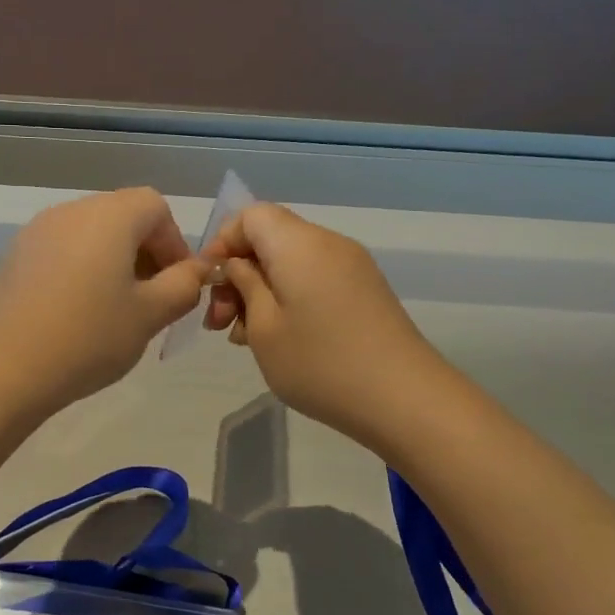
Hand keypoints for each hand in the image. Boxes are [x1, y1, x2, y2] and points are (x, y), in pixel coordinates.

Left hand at [0, 188, 207, 418]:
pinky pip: (57, 252)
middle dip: (143, 252)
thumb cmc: (89, 338)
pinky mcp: (10, 258)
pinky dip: (76, 271)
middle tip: (149, 299)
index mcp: (109, 216)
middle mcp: (69, 211)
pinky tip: (71, 315)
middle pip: (120, 216)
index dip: (174, 242)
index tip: (175, 283)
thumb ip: (183, 286)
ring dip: (110, 261)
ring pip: (87, 235)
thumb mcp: (150, 315)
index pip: (155, 206)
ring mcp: (33, 232)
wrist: (3, 369)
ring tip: (111, 309)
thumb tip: (197, 269)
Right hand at [204, 203, 439, 445]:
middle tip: (221, 323)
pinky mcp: (365, 290)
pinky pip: (314, 279)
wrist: (403, 399)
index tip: (210, 284)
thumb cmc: (320, 363)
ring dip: (261, 291)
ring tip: (246, 337)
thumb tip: (237, 264)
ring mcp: (352, 266)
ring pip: (291, 262)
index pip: (250, 215)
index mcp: (298, 243)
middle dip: (238, 274)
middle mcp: (328, 243)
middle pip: (271, 238)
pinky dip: (289, 298)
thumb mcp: (263, 327)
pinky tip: (280, 338)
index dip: (223, 242)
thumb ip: (244, 286)